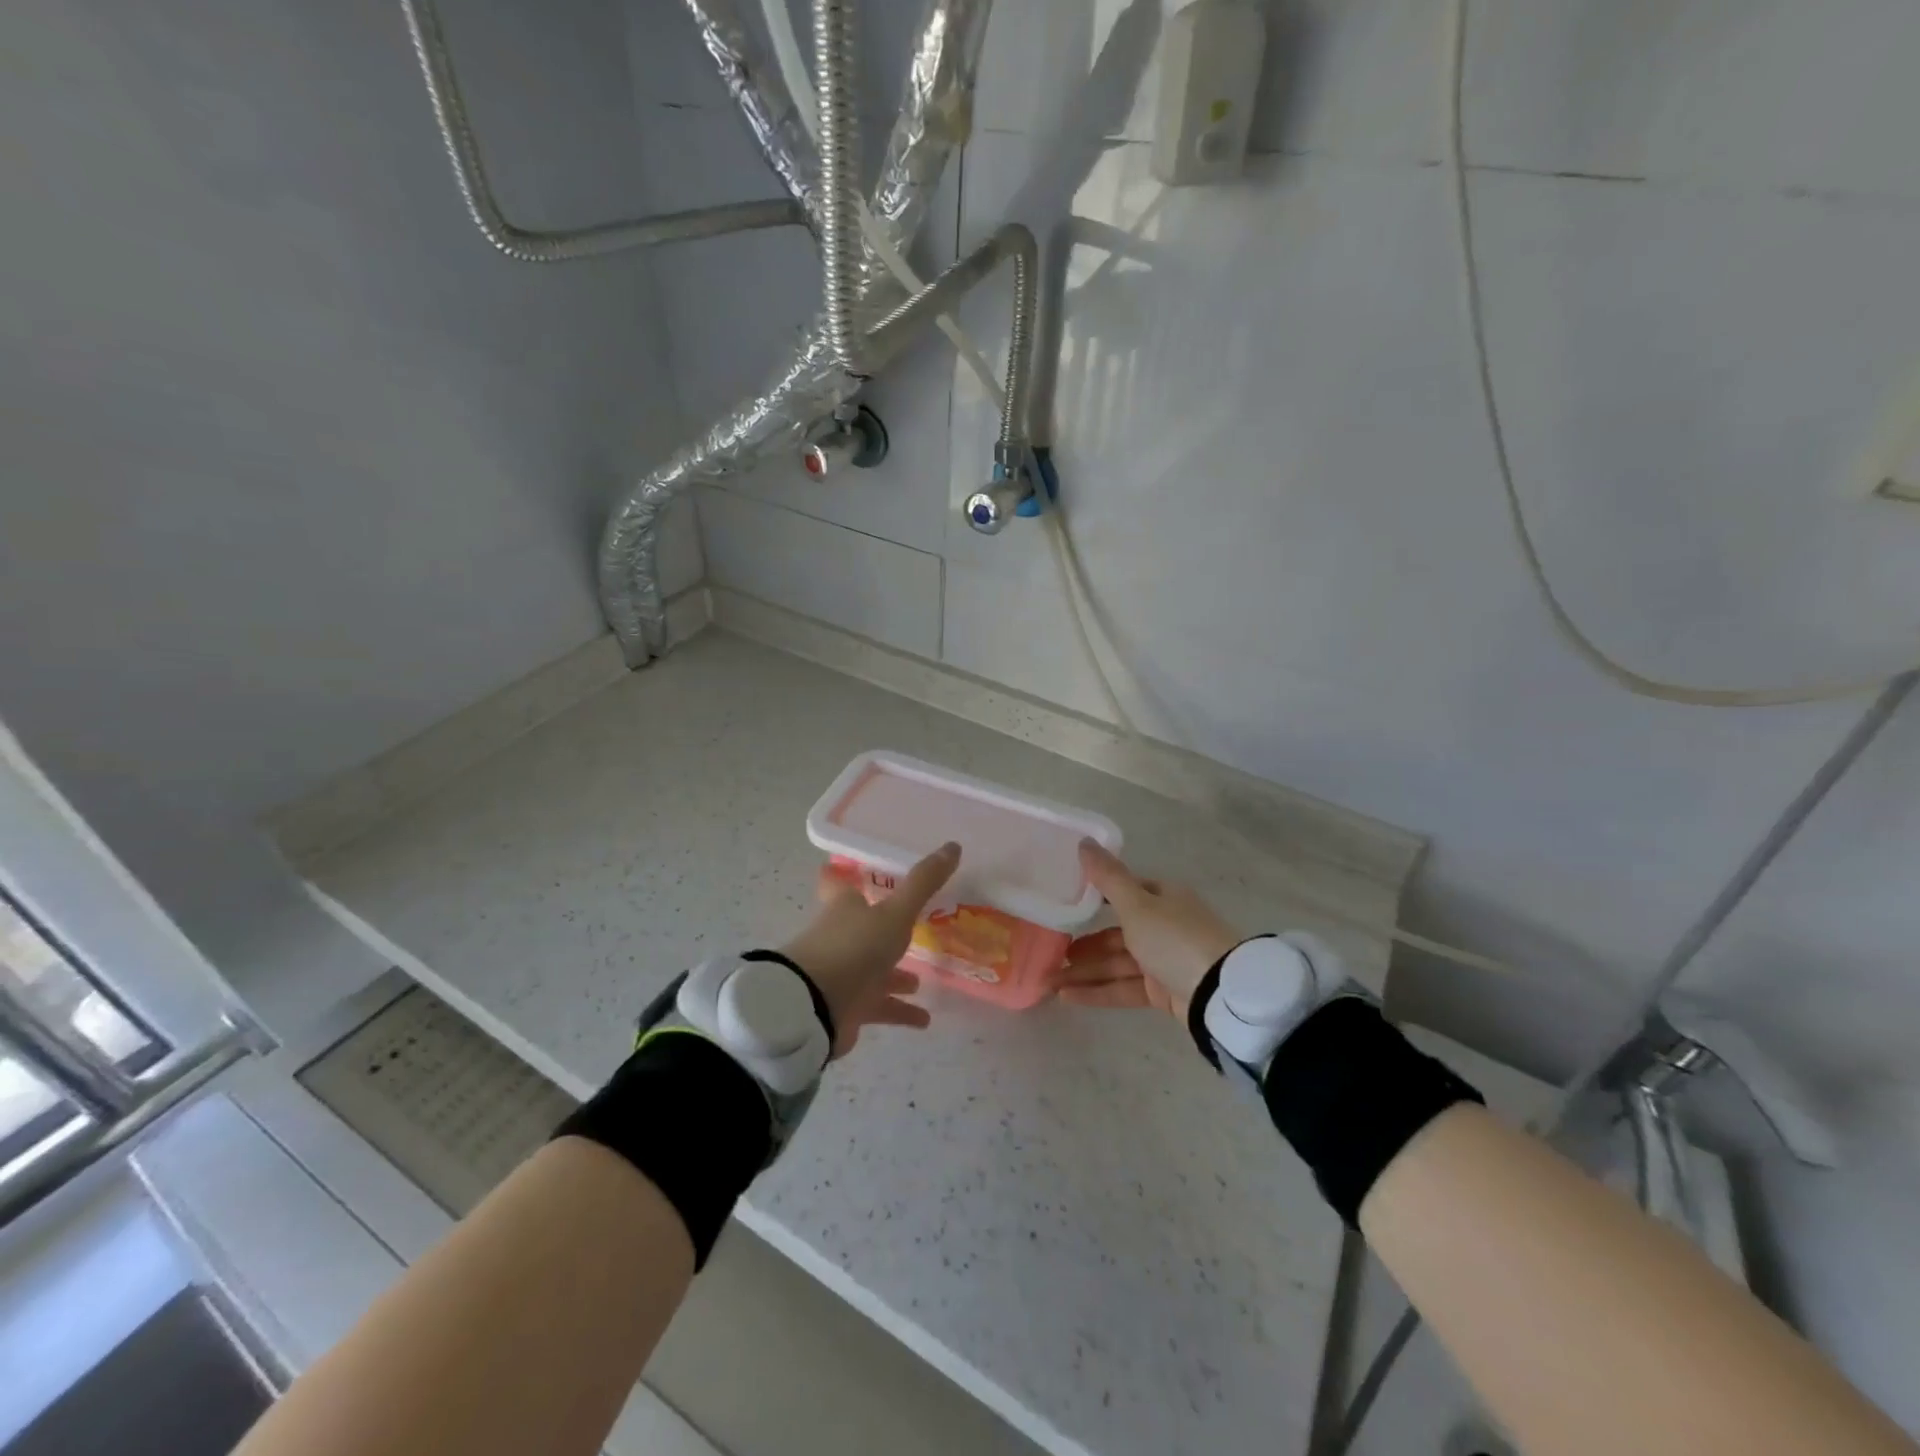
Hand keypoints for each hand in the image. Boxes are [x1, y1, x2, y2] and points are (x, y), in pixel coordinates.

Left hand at [780, 842, 959, 1056]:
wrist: (815, 1007)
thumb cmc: (854, 947)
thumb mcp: (895, 912)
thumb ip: (923, 883)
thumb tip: (953, 845)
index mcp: (844, 908)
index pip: (838, 884)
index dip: (841, 875)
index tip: (842, 868)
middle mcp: (841, 937)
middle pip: (861, 928)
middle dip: (883, 930)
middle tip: (909, 929)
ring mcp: (843, 974)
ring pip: (873, 970)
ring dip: (895, 975)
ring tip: (920, 981)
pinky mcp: (848, 1007)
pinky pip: (879, 1007)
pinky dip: (900, 1011)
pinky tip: (923, 1019)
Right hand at [1061, 841, 1241, 1019]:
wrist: (1220, 994)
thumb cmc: (1175, 938)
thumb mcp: (1137, 904)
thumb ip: (1107, 877)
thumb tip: (1084, 841)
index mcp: (1162, 897)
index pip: (1122, 893)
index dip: (1093, 899)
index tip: (1063, 906)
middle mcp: (1163, 925)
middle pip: (1115, 933)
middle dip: (1082, 944)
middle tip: (1049, 952)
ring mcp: (1164, 960)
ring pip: (1116, 963)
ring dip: (1084, 971)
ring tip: (1049, 980)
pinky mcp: (1163, 991)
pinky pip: (1124, 987)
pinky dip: (1098, 991)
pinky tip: (1067, 997)